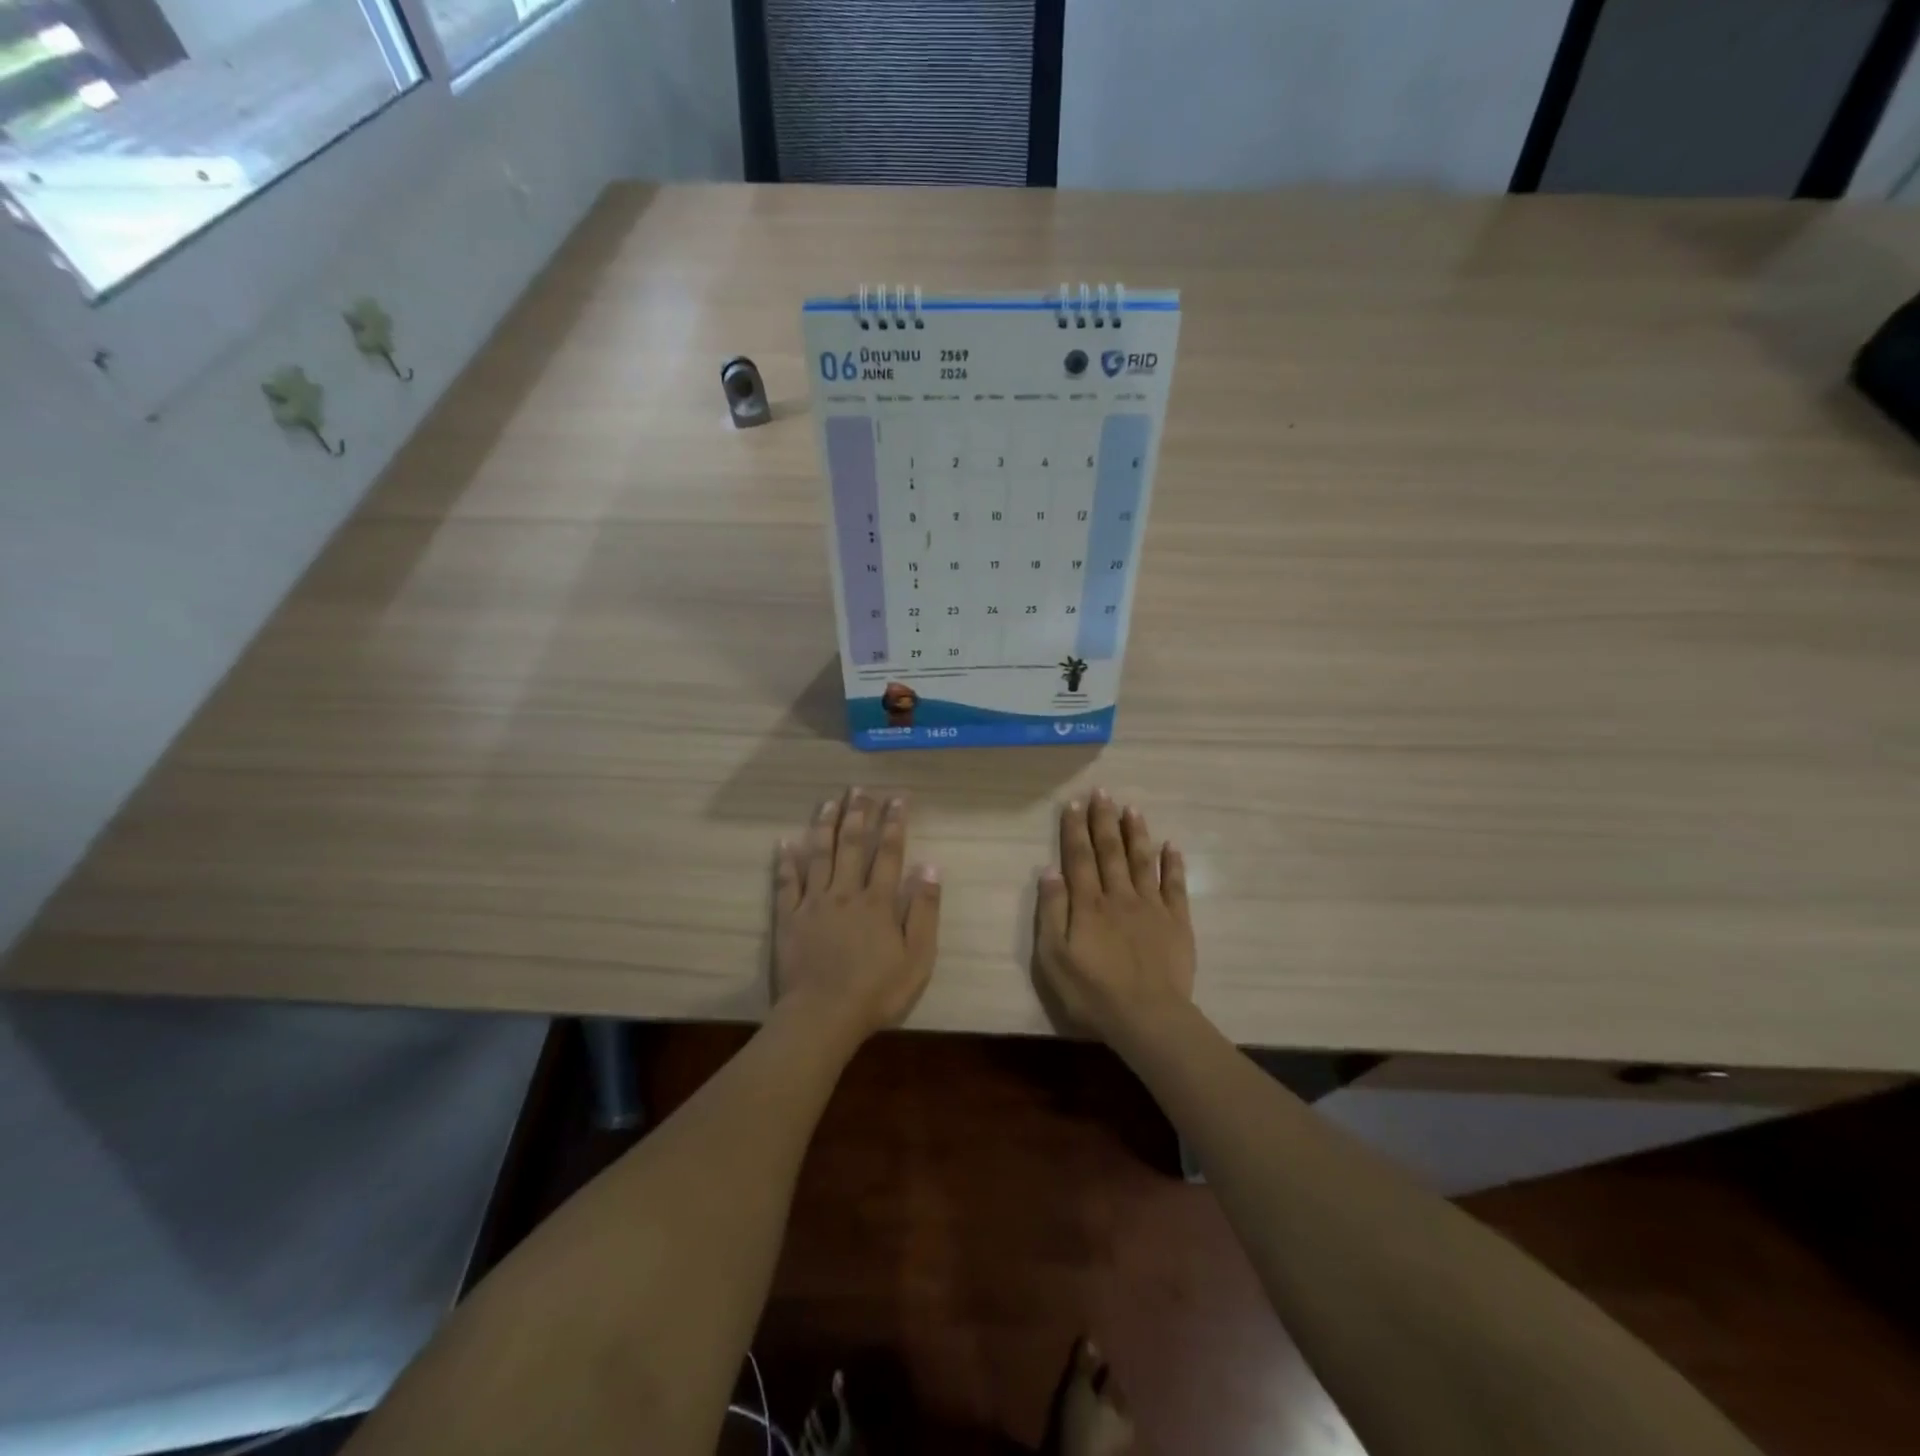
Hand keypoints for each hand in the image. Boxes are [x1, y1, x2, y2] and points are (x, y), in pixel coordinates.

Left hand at [774, 788, 940, 1040]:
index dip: (894, 823)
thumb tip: (930, 866)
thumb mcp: (917, 958)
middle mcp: (845, 893)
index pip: (888, 853)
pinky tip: (785, 841)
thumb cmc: (876, 991)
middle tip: (860, 789)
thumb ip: (925, 911)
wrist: (822, 1016)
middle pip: (852, 845)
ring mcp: (813, 904)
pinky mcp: (789, 919)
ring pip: (819, 855)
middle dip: (858, 814)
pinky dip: (786, 861)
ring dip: (825, 825)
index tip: (897, 798)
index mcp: (878, 902)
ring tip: (829, 801)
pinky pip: (786, 883)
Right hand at [1034, 789, 1193, 1042]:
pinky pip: (1175, 886)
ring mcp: (1151, 906)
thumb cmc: (1092, 992)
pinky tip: (1171, 845)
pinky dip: (1173, 864)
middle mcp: (1119, 895)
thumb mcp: (1054, 958)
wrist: (1148, 1017)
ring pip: (1142, 860)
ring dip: (1136, 833)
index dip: (1075, 829)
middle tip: (1102, 792)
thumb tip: (1049, 870)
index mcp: (1088, 903)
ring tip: (1131, 808)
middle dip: (1104, 820)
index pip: (1079, 857)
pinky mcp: (1176, 922)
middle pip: (1110, 851)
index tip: (1074, 803)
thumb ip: (1052, 911)